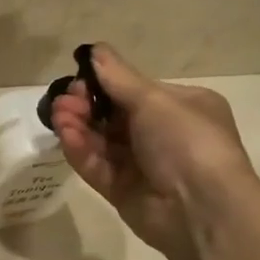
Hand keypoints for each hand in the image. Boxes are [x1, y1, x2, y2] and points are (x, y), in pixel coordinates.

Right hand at [48, 45, 254, 259]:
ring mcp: (142, 166)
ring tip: (58, 115)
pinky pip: (98, 167)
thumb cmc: (187, 142)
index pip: (135, 91)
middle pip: (114, 116)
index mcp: (182, 108)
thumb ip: (119, 77)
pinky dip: (82, 151)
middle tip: (64, 101)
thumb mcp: (155, 101)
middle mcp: (163, 135)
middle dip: (87, 106)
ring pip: (102, 142)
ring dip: (79, 126)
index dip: (105, 84)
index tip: (80, 79)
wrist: (201, 208)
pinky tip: (67, 136)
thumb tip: (95, 50)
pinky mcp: (123, 191)